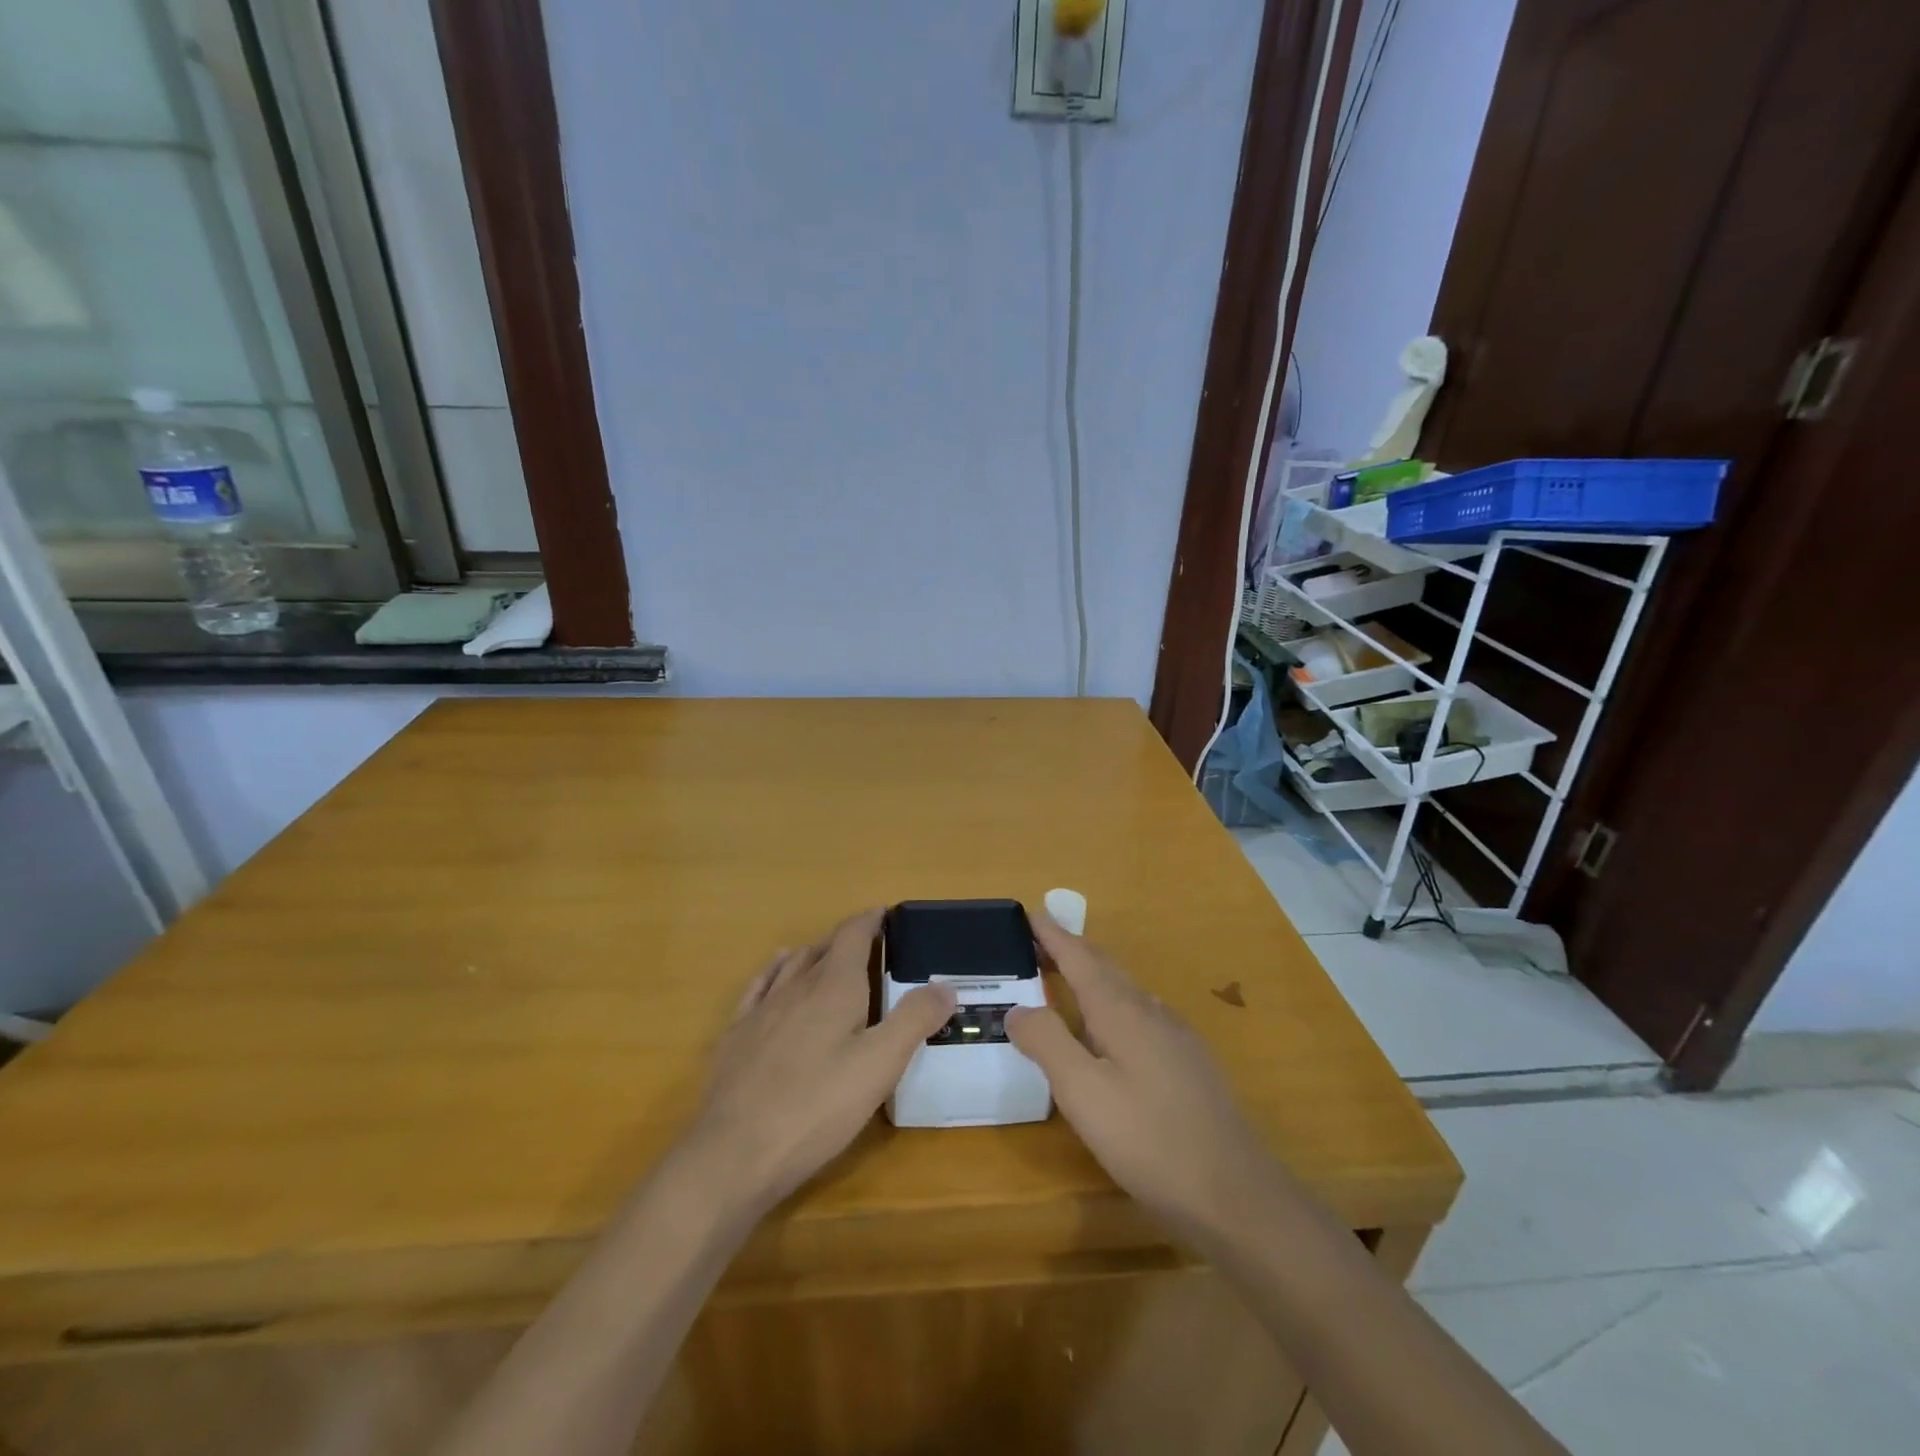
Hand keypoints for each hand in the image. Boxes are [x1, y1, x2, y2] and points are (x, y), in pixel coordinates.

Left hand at [678, 910, 956, 1217]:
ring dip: (814, 953)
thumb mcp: (880, 1065)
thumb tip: (945, 985)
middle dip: (847, 939)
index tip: (885, 913)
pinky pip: (758, 986)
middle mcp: (796, 987)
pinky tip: (776, 972)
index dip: (870, 920)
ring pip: (792, 965)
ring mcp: (762, 1010)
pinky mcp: (737, 1036)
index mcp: (834, 987)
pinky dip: (773, 970)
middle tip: (869, 943)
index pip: (853, 935)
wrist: (734, 1153)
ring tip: (829, 952)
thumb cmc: (817, 1107)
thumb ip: (914, 1020)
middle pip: (824, 948)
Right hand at [1006, 914, 1284, 1242]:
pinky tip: (1114, 1030)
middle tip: (1038, 941)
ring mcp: (1176, 1036)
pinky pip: (1142, 1014)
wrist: (1235, 1192)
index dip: (1053, 935)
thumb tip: (1018, 1008)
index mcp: (1121, 1011)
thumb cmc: (1148, 1139)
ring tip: (1067, 980)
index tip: (1031, 912)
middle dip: (1071, 950)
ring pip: (1126, 991)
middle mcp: (1150, 1011)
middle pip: (1105, 967)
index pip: (1079, 958)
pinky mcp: (1190, 1062)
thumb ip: (1047, 1043)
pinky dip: (1114, 1004)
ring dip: (1093, 976)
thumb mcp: (1083, 1093)